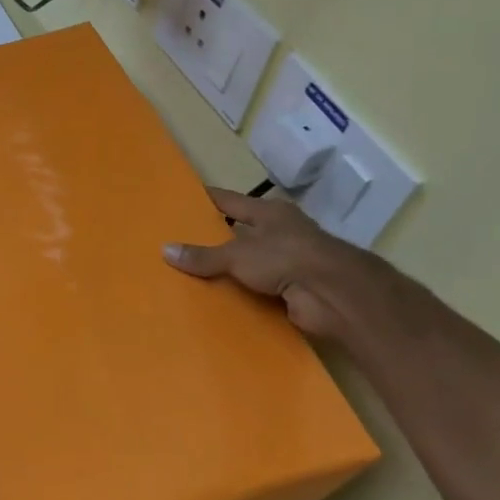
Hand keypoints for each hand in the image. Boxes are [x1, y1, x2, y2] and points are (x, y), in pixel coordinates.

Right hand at [163, 188, 382, 339]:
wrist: (334, 294)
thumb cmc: (286, 257)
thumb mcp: (237, 254)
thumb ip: (203, 255)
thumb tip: (165, 250)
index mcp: (269, 213)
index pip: (230, 201)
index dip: (207, 200)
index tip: (182, 199)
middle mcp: (279, 233)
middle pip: (239, 232)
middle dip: (213, 238)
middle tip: (177, 243)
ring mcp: (288, 261)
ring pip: (248, 263)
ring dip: (226, 270)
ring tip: (188, 275)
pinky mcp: (291, 289)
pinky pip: (256, 289)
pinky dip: (239, 294)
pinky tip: (215, 300)